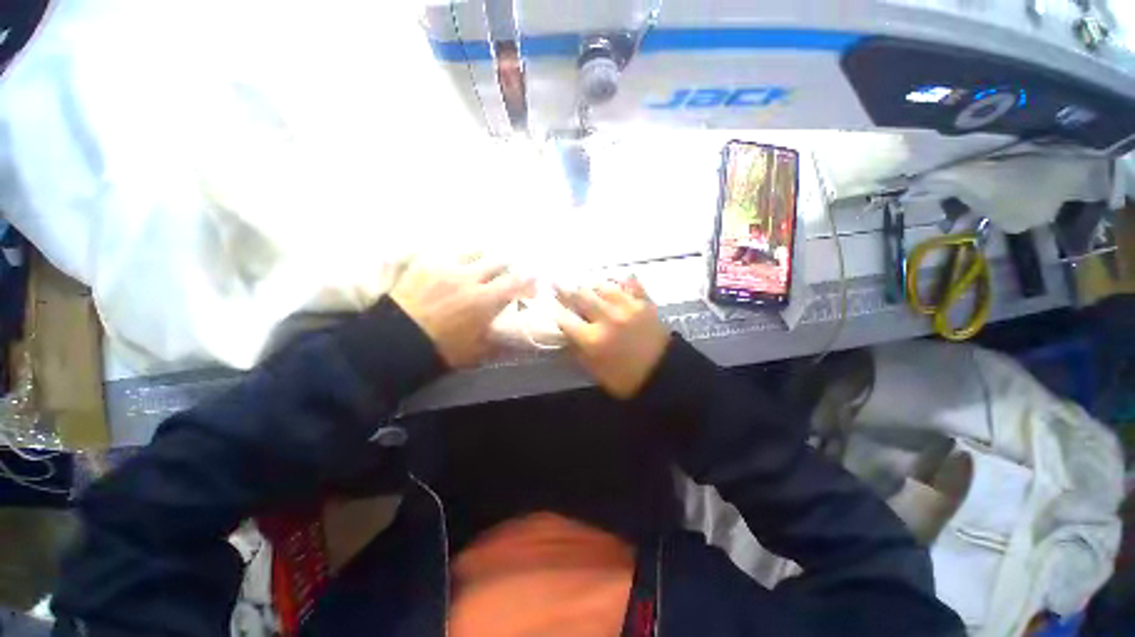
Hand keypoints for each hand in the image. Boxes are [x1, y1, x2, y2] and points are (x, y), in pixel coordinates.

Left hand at [390, 255, 531, 368]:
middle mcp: (471, 277)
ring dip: (483, 257)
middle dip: (508, 266)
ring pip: (475, 251)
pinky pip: (448, 251)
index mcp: (486, 299)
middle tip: (507, 272)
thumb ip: (501, 342)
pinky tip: (455, 262)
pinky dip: (457, 255)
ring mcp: (447, 267)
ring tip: (481, 262)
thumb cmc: (442, 348)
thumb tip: (518, 342)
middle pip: (498, 261)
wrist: (397, 340)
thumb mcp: (478, 351)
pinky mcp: (426, 263)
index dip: (528, 280)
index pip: (516, 282)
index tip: (533, 281)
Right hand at [554, 277, 670, 398]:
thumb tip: (566, 333)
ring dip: (591, 285)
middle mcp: (607, 318)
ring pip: (603, 285)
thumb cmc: (626, 378)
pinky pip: (630, 283)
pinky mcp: (644, 303)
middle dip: (566, 289)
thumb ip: (578, 351)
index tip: (547, 301)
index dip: (554, 308)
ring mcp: (628, 307)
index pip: (565, 318)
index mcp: (593, 340)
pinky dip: (621, 281)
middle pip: (581, 295)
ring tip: (586, 285)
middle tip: (558, 282)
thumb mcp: (595, 371)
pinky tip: (615, 282)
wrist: (665, 375)